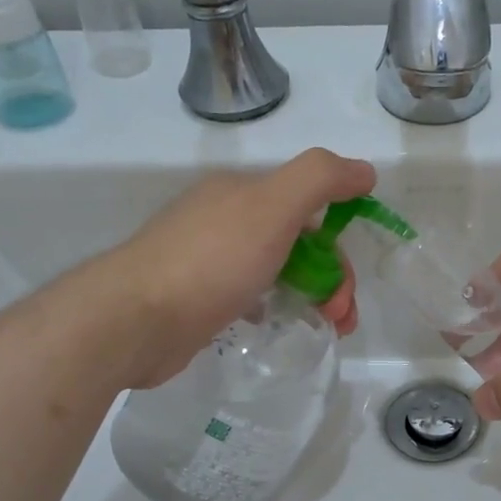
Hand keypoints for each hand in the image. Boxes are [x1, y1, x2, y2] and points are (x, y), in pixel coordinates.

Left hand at [114, 148, 375, 386]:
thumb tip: (364, 170)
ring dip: (310, 297)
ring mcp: (209, 259)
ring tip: (324, 331)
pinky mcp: (197, 297)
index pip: (310, 211)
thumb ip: (320, 179)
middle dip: (330, 280)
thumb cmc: (211, 261)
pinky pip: (251, 294)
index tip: (346, 290)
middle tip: (339, 320)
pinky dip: (274, 307)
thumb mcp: (272, 207)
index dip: (337, 248)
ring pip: (277, 271)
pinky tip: (275, 326)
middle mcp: (225, 219)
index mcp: (242, 192)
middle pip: (298, 244)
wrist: (136, 319)